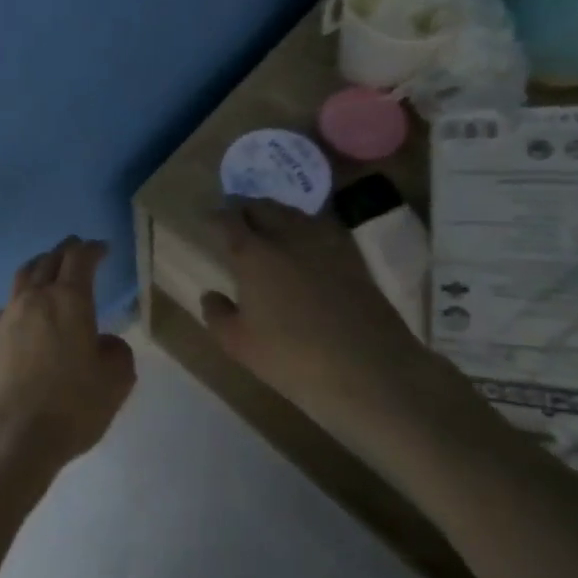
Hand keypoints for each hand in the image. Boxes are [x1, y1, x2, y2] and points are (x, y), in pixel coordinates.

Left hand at [0, 237, 136, 477]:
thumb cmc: (71, 407)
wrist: (12, 435)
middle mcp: (35, 299)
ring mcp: (7, 316)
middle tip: (77, 249)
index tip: (102, 248)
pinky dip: (22, 296)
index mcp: (69, 301)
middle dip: (65, 251)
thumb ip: (117, 353)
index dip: (92, 250)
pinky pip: (9, 303)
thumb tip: (105, 342)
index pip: (80, 260)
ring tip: (49, 268)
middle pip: (48, 261)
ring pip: (23, 276)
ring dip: (40, 266)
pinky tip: (27, 310)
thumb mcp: (115, 383)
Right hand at [198, 203, 450, 430]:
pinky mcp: (354, 259)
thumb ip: (218, 315)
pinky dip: (305, 227)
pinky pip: (322, 229)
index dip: (215, 217)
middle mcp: (287, 238)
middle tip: (235, 218)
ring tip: (267, 224)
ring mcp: (325, 245)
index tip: (207, 220)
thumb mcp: (239, 344)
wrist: (370, 371)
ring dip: (276, 213)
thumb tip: (211, 295)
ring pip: (294, 213)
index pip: (228, 220)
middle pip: (263, 207)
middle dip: (245, 208)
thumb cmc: (292, 357)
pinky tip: (304, 242)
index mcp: (253, 254)